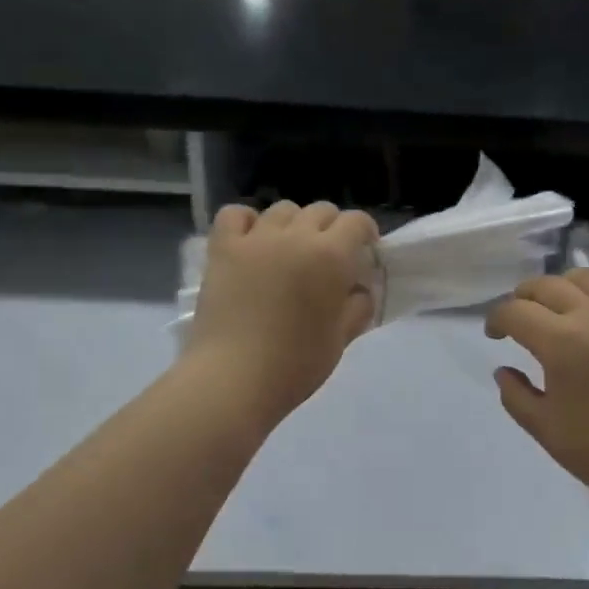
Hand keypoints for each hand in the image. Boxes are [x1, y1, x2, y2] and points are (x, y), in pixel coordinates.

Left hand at [185, 201, 379, 427]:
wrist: (233, 379)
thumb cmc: (295, 365)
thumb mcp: (340, 340)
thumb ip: (357, 309)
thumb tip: (359, 291)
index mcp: (331, 256)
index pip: (356, 222)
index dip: (365, 232)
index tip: (364, 251)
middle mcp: (295, 236)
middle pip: (321, 211)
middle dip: (332, 228)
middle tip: (329, 257)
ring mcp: (256, 239)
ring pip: (282, 209)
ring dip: (293, 224)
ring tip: (289, 250)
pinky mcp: (223, 249)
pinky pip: (236, 214)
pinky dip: (247, 221)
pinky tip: (252, 241)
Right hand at [486, 268, 588, 507]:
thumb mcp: (544, 428)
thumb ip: (515, 395)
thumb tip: (503, 370)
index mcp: (562, 343)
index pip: (516, 311)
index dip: (496, 319)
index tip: (494, 334)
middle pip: (546, 285)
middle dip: (522, 298)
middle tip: (517, 319)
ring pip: (584, 277)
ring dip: (560, 286)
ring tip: (555, 309)